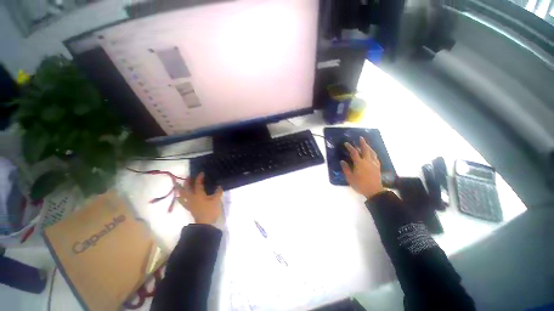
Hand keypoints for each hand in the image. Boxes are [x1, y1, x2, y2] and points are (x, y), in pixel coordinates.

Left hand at [177, 173, 222, 223]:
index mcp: (199, 194)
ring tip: (177, 184)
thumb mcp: (216, 201)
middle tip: (188, 176)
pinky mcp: (188, 207)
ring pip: (181, 194)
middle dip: (187, 182)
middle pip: (186, 188)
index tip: (201, 173)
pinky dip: (179, 198)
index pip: (198, 184)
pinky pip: (182, 201)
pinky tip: (179, 196)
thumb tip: (219, 186)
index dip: (199, 178)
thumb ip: (218, 193)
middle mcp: (192, 197)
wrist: (205, 223)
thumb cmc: (210, 211)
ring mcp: (189, 203)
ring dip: (179, 189)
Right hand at [341, 137, 384, 198]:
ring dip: (369, 147)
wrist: (374, 191)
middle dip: (362, 143)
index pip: (354, 153)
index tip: (346, 143)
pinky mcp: (377, 167)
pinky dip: (373, 153)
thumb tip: (342, 161)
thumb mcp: (350, 178)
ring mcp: (373, 163)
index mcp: (359, 163)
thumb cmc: (360, 185)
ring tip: (366, 144)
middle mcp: (367, 161)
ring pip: (372, 152)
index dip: (350, 147)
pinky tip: (372, 153)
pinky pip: (375, 157)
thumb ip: (346, 169)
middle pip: (365, 149)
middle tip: (361, 138)